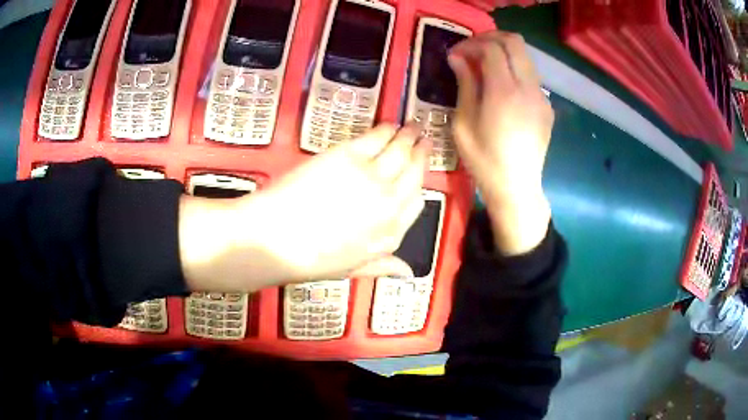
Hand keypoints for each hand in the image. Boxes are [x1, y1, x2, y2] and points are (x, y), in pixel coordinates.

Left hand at [179, 124, 429, 291]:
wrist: (274, 240)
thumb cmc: (310, 259)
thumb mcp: (351, 269)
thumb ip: (382, 265)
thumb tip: (408, 273)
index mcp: (390, 233)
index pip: (417, 203)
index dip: (419, 184)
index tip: (419, 173)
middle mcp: (388, 202)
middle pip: (413, 172)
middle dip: (421, 153)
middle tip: (423, 138)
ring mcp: (371, 176)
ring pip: (399, 151)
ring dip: (408, 136)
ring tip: (412, 126)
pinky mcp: (349, 156)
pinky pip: (376, 138)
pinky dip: (385, 130)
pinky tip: (389, 124)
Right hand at [448, 31, 553, 254]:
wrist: (517, 187)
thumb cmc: (484, 159)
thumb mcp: (463, 123)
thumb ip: (464, 84)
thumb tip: (458, 58)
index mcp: (504, 91)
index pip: (492, 48)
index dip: (471, 44)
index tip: (456, 55)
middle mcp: (528, 87)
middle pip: (514, 42)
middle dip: (490, 39)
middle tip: (472, 51)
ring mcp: (541, 97)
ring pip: (525, 56)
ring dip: (504, 53)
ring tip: (485, 66)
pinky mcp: (546, 106)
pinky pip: (531, 75)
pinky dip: (515, 70)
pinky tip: (502, 88)